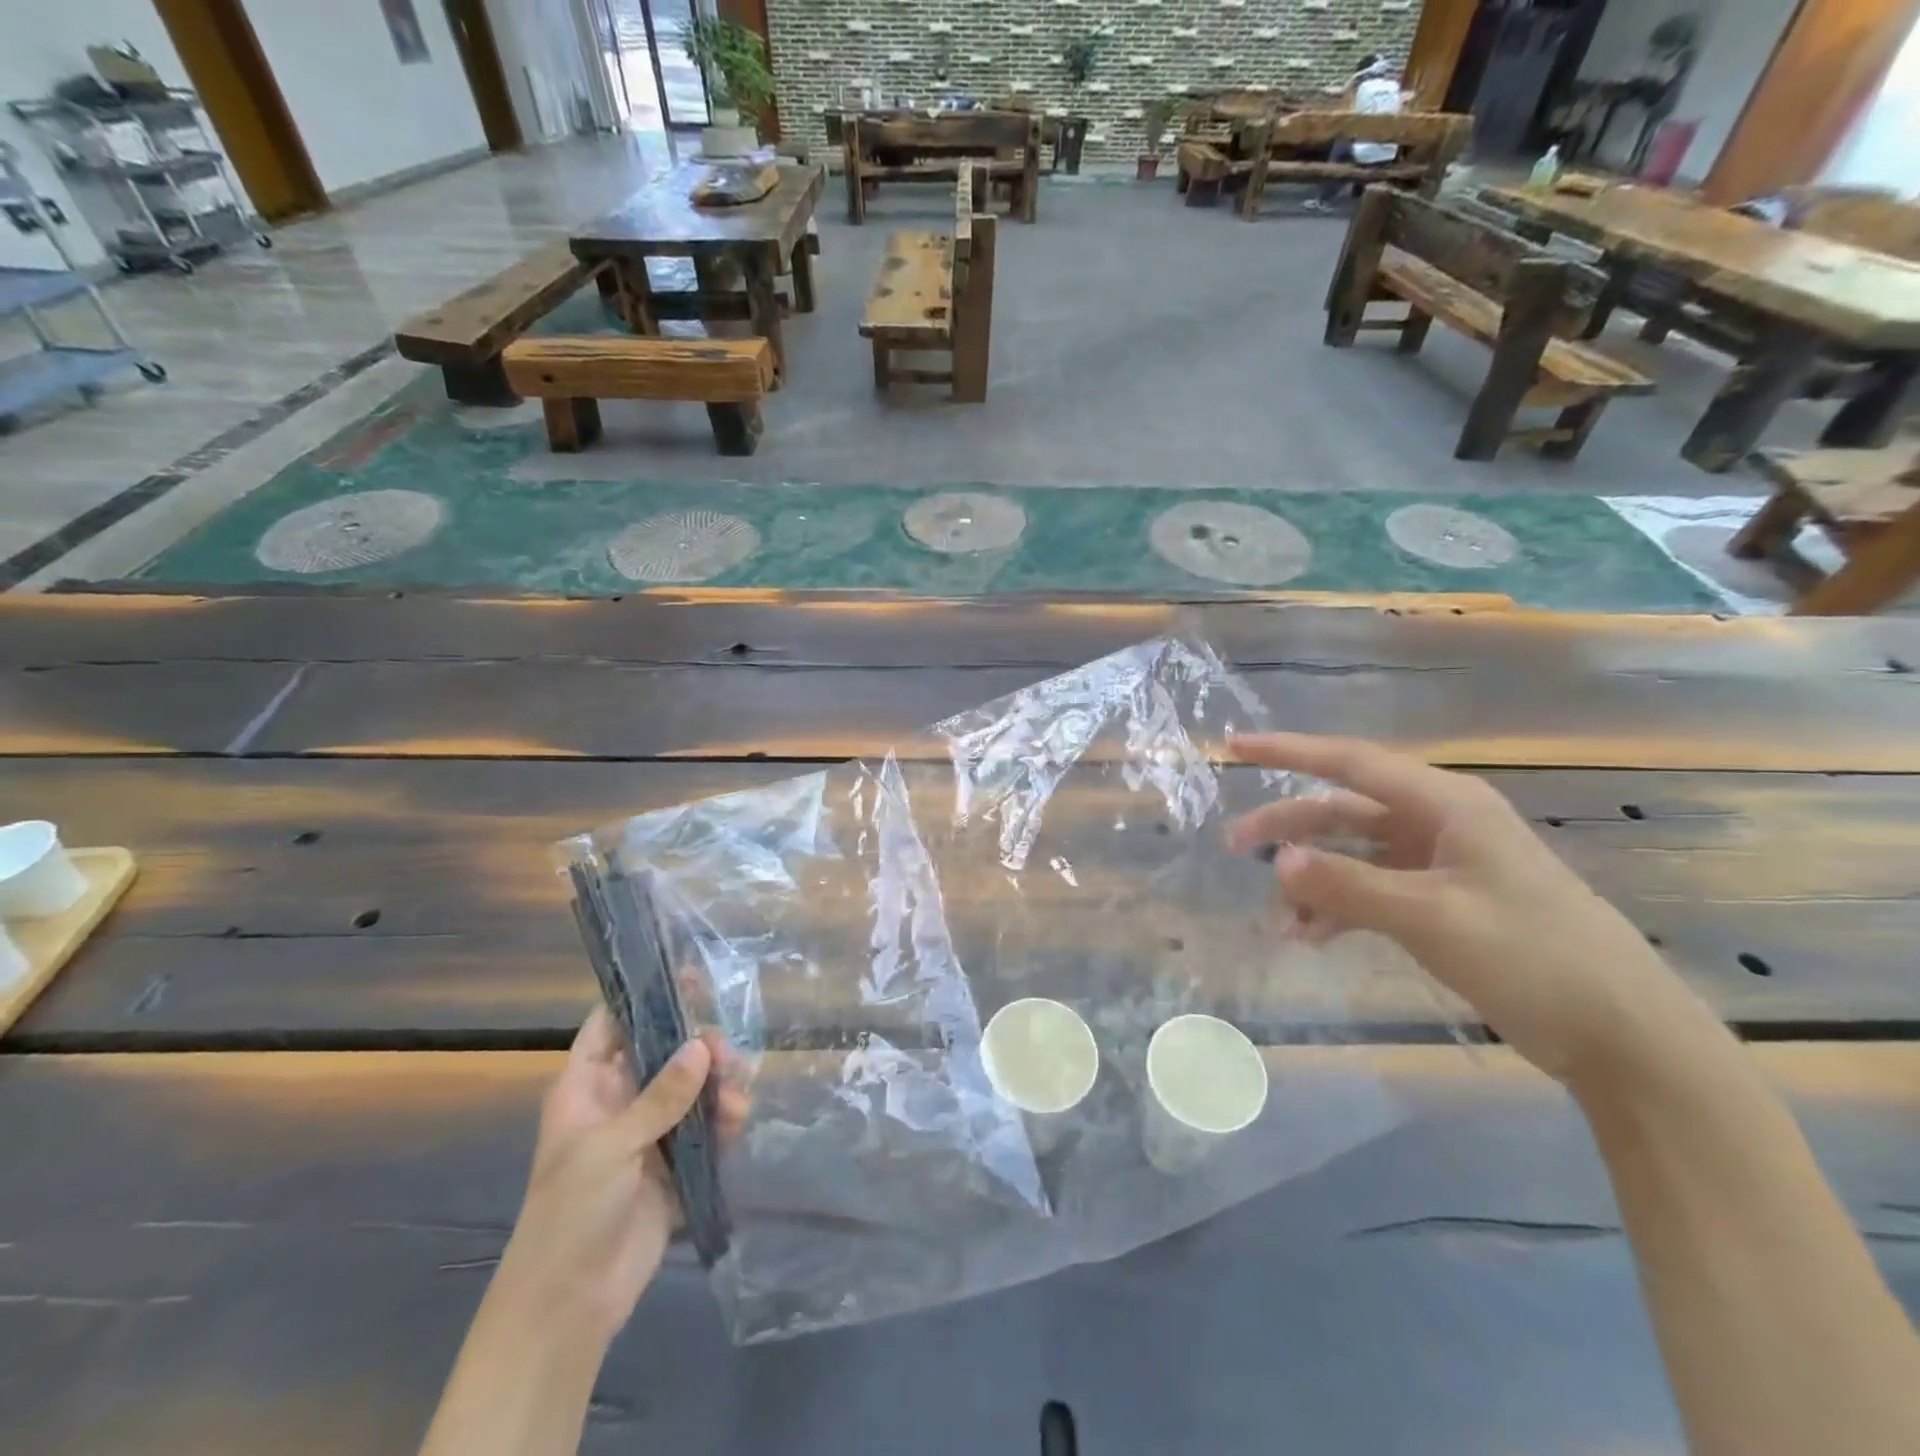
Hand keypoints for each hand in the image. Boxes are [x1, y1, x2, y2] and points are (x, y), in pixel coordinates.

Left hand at [497, 1009, 748, 1347]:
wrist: (570, 1304)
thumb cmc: (571, 1213)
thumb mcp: (610, 1147)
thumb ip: (660, 1096)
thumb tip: (702, 1045)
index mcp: (587, 1089)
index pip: (612, 1026)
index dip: (644, 998)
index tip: (687, 976)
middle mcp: (620, 1102)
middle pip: (663, 1054)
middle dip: (697, 1046)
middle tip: (725, 1048)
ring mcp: (649, 1134)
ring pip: (691, 1089)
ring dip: (717, 1084)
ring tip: (739, 1091)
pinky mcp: (674, 1165)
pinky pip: (705, 1129)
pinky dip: (724, 1119)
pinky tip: (740, 1118)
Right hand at [1225, 733, 1704, 1086]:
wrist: (1622, 1034)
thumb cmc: (1532, 956)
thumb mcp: (1431, 917)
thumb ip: (1348, 886)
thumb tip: (1276, 860)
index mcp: (1446, 804)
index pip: (1351, 762)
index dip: (1289, 750)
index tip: (1235, 746)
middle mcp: (1439, 822)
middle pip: (1344, 810)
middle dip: (1288, 826)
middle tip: (1233, 844)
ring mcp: (1440, 863)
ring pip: (1353, 854)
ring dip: (1312, 878)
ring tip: (1277, 917)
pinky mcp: (1442, 901)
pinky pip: (1371, 889)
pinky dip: (1338, 907)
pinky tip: (1312, 935)